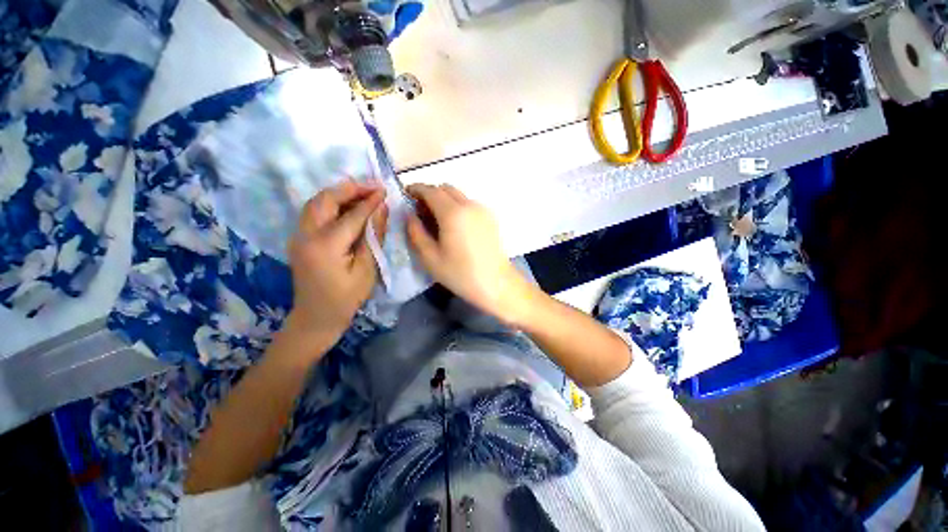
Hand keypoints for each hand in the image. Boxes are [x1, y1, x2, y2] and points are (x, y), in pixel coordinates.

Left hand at [285, 181, 386, 349]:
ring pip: (315, 202)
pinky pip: (313, 212)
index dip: (369, 201)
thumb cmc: (347, 298)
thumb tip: (381, 209)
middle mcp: (306, 235)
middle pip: (325, 199)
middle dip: (349, 188)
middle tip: (372, 186)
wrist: (316, 317)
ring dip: (338, 193)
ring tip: (361, 192)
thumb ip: (373, 236)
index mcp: (326, 246)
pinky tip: (346, 205)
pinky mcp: (299, 238)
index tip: (384, 190)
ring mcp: (298, 236)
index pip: (351, 215)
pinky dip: (330, 203)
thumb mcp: (367, 269)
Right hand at [406, 184, 534, 325]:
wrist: (496, 283)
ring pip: (459, 195)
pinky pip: (469, 204)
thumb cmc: (461, 274)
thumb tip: (410, 215)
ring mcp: (482, 210)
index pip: (430, 190)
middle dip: (430, 193)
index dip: (416, 189)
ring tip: (437, 220)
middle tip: (421, 211)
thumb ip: (416, 232)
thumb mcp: (430, 257)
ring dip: (444, 199)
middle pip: (445, 188)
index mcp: (452, 213)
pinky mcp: (491, 217)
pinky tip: (455, 226)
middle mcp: (469, 205)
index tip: (406, 195)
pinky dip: (457, 206)